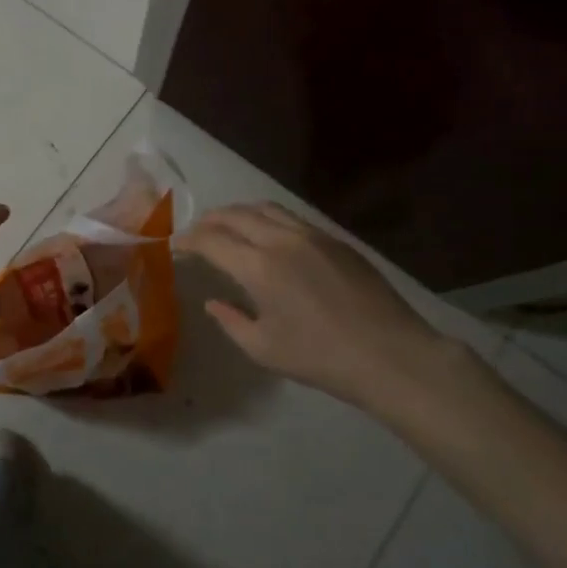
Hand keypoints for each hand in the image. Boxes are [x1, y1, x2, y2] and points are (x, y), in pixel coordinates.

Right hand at [176, 202, 463, 412]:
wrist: (391, 355)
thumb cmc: (321, 358)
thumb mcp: (264, 349)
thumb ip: (231, 321)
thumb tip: (214, 301)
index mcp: (259, 268)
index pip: (212, 240)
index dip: (188, 240)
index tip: (175, 245)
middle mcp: (282, 241)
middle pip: (236, 215)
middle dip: (210, 220)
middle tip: (197, 231)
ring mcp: (313, 236)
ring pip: (266, 209)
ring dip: (240, 213)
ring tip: (228, 226)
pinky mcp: (336, 240)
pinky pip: (292, 218)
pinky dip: (268, 219)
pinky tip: (268, 236)